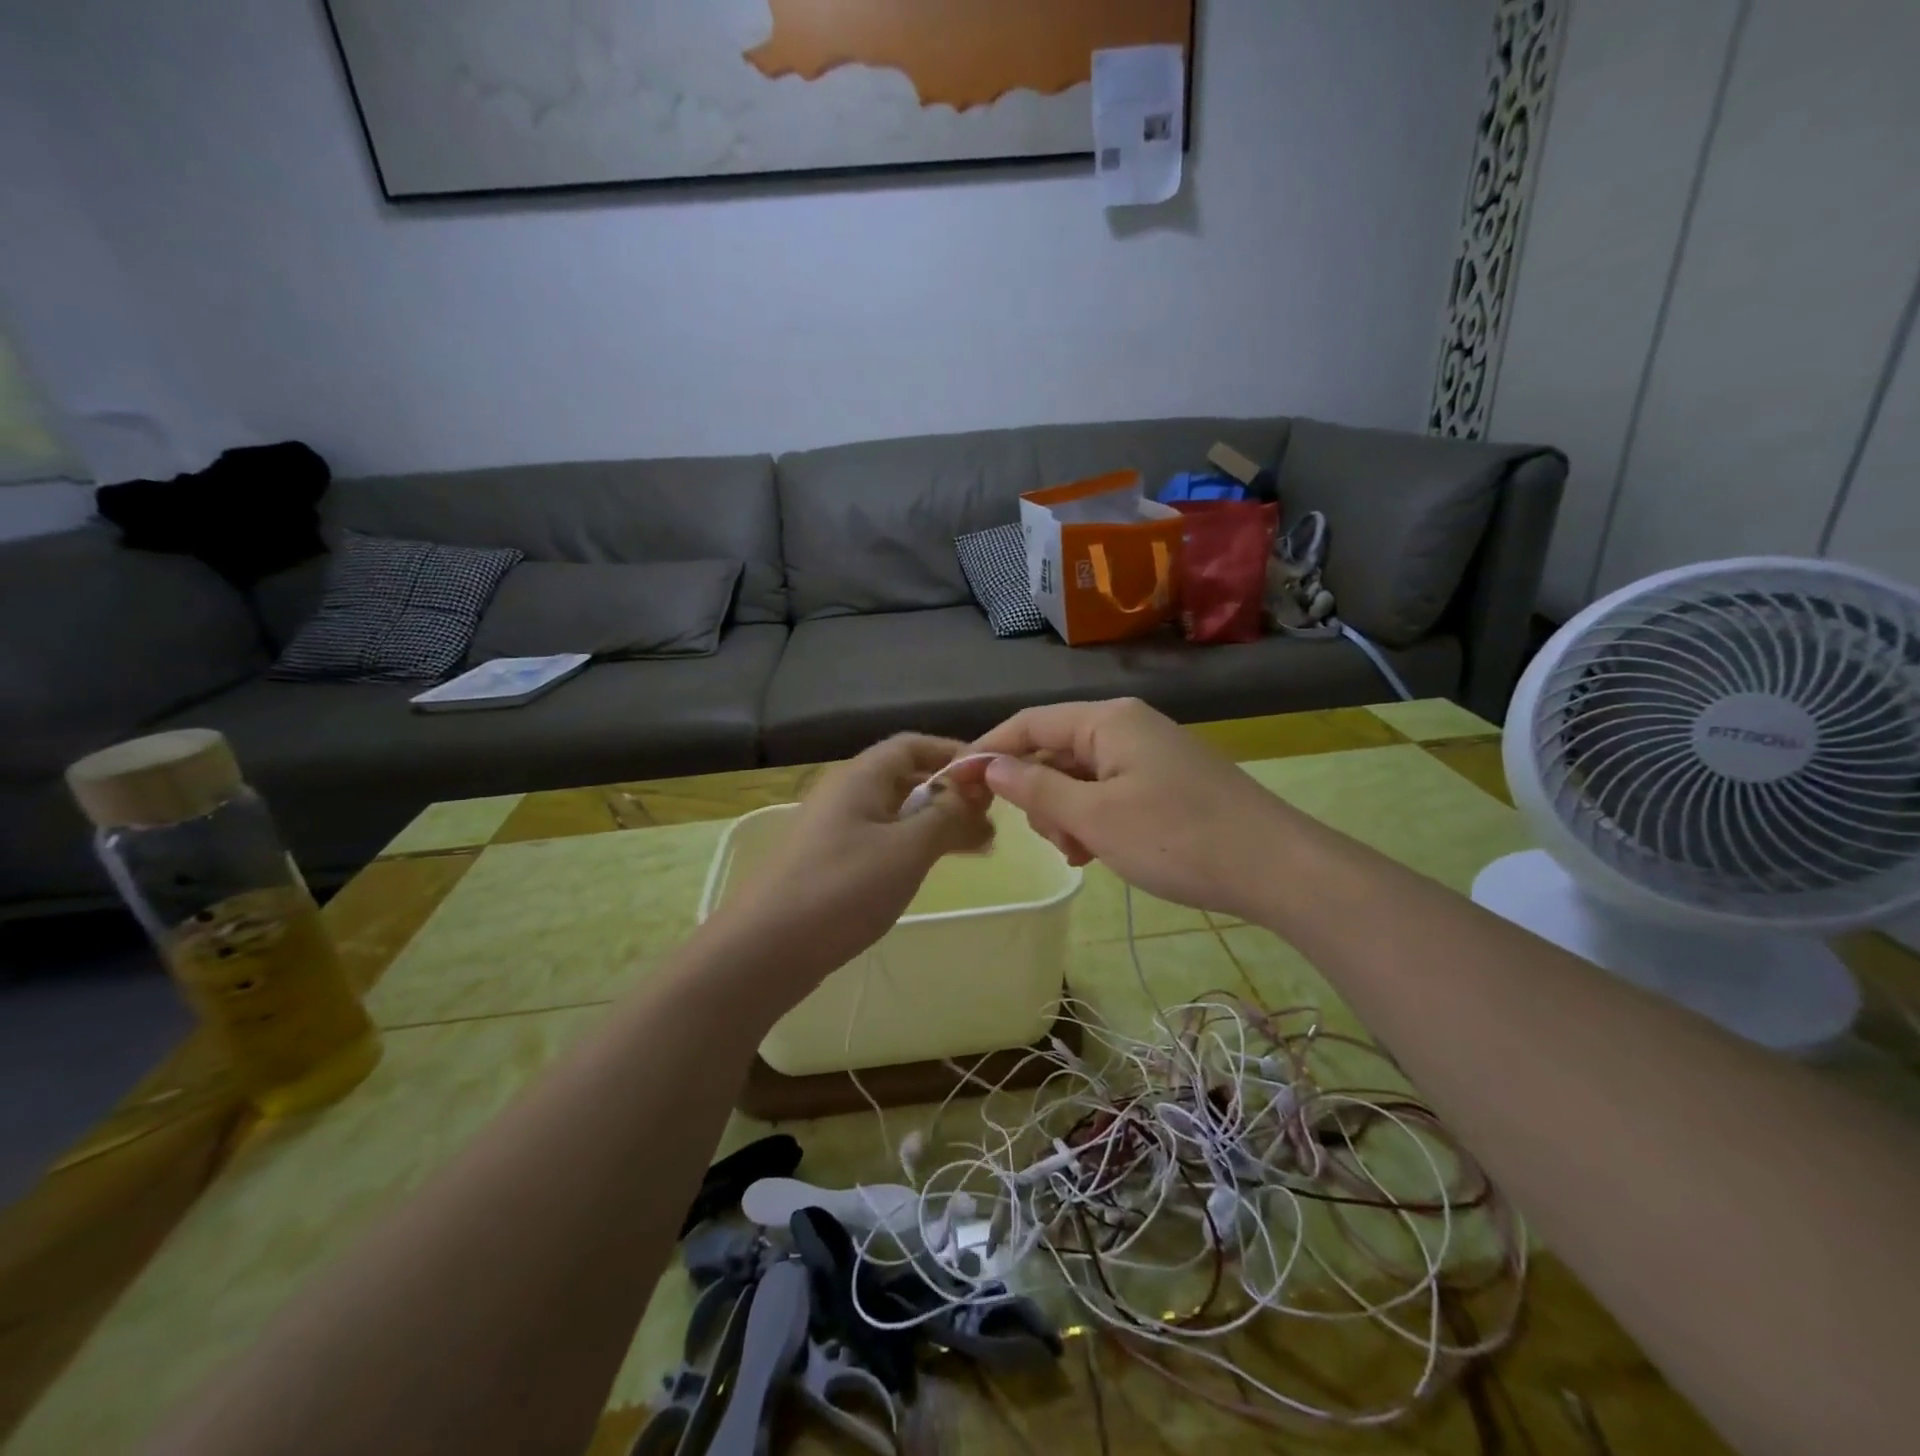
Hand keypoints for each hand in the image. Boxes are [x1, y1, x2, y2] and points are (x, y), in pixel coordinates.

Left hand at [716, 734, 992, 1000]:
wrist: (765, 949)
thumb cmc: (842, 888)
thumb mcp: (907, 849)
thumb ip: (947, 816)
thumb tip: (976, 796)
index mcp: (861, 777)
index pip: (914, 745)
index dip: (954, 754)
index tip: (992, 777)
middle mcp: (847, 794)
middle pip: (907, 778)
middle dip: (952, 794)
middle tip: (992, 819)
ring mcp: (837, 830)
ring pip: (898, 813)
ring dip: (938, 823)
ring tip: (978, 846)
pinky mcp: (833, 863)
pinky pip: (884, 841)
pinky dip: (915, 846)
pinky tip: (934, 867)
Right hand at [963, 698, 1283, 918]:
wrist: (1275, 868)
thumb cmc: (1176, 838)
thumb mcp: (1094, 818)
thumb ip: (1036, 789)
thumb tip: (988, 765)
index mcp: (1107, 720)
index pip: (1029, 723)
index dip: (989, 751)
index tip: (957, 785)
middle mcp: (1126, 726)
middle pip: (1055, 750)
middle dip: (1039, 795)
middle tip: (1050, 839)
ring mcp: (1149, 754)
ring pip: (1081, 777)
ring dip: (1067, 814)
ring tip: (1081, 853)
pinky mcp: (1165, 781)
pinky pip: (1109, 791)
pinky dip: (1094, 819)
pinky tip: (1100, 852)